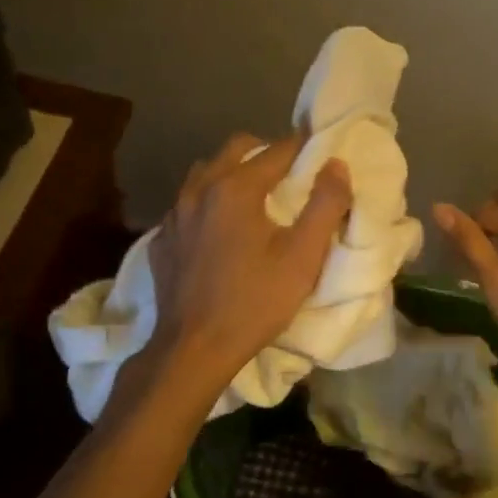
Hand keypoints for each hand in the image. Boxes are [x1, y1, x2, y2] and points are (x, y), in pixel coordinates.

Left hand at [149, 132, 351, 386]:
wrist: (193, 349)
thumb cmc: (254, 302)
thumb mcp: (303, 257)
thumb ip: (325, 205)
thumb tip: (336, 165)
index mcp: (235, 188)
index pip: (277, 150)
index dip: (304, 147)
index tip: (321, 152)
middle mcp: (199, 189)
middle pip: (237, 149)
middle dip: (266, 152)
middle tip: (290, 175)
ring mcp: (174, 213)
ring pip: (206, 172)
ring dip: (233, 173)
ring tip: (255, 198)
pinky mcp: (161, 238)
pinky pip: (188, 203)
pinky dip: (209, 203)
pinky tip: (220, 229)